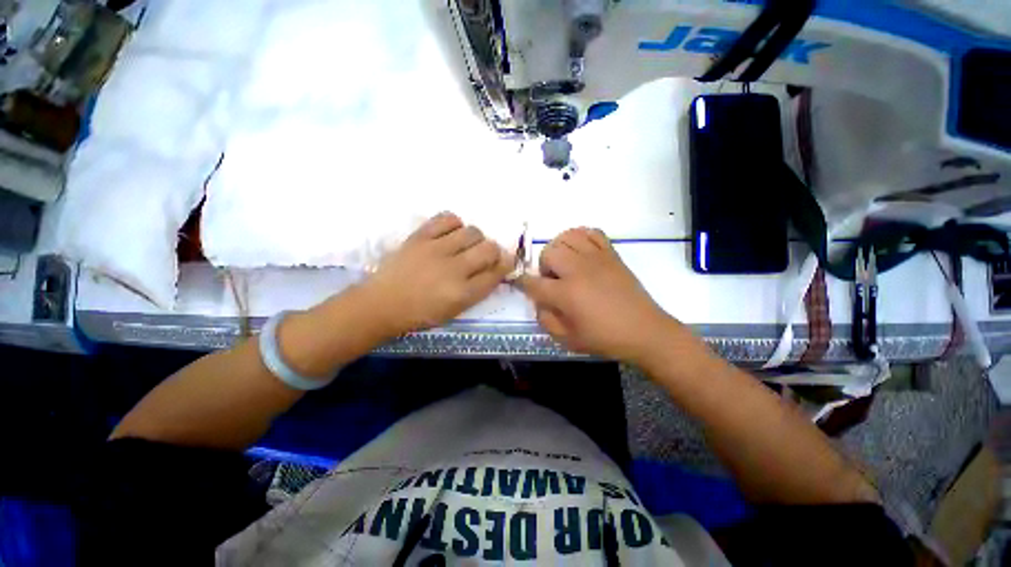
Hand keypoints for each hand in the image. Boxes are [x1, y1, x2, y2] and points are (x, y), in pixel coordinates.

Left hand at [359, 212, 513, 336]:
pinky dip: (455, 224)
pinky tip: (450, 233)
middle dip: (495, 251)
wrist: (382, 304)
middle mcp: (454, 269)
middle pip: (489, 248)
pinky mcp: (420, 236)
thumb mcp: (455, 310)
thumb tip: (495, 269)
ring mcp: (436, 250)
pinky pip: (447, 218)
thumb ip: (478, 290)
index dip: (506, 265)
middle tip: (485, 255)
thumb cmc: (421, 314)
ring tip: (465, 245)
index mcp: (463, 293)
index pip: (497, 273)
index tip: (506, 263)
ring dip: (476, 238)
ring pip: (473, 231)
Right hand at [517, 228, 678, 362]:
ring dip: (560, 248)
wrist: (644, 330)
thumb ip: (546, 319)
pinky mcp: (611, 254)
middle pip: (549, 253)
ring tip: (566, 263)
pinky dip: (581, 236)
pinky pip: (592, 232)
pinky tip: (581, 251)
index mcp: (566, 294)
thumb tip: (539, 301)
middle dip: (544, 266)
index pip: (533, 282)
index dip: (522, 282)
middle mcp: (578, 270)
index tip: (520, 282)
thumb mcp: (568, 339)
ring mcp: (596, 258)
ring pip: (567, 237)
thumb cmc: (604, 338)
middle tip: (553, 280)